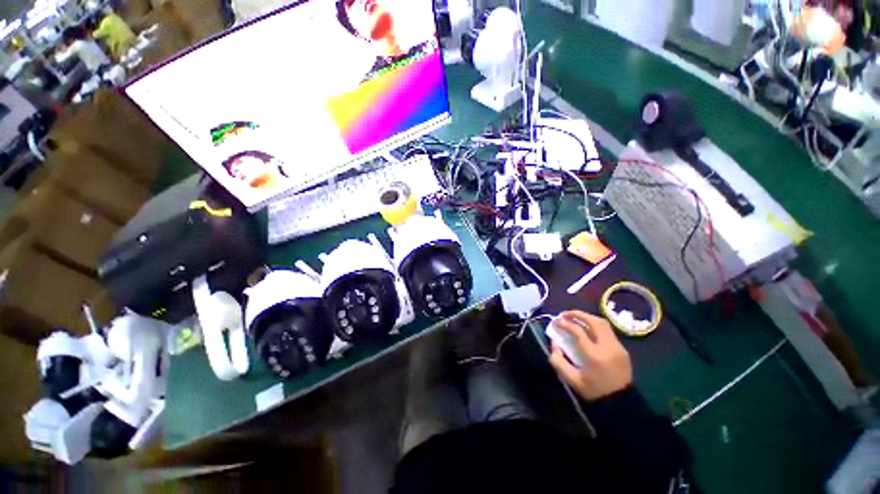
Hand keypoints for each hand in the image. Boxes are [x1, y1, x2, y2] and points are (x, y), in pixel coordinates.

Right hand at [548, 311, 632, 401]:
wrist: (621, 403)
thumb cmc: (594, 391)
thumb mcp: (571, 379)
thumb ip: (558, 360)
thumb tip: (554, 343)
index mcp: (594, 355)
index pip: (579, 332)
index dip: (565, 323)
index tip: (556, 321)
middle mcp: (608, 347)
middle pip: (594, 322)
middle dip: (578, 314)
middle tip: (565, 314)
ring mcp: (617, 347)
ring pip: (603, 323)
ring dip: (587, 317)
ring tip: (575, 317)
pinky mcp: (622, 349)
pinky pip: (607, 330)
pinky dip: (595, 325)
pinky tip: (587, 328)